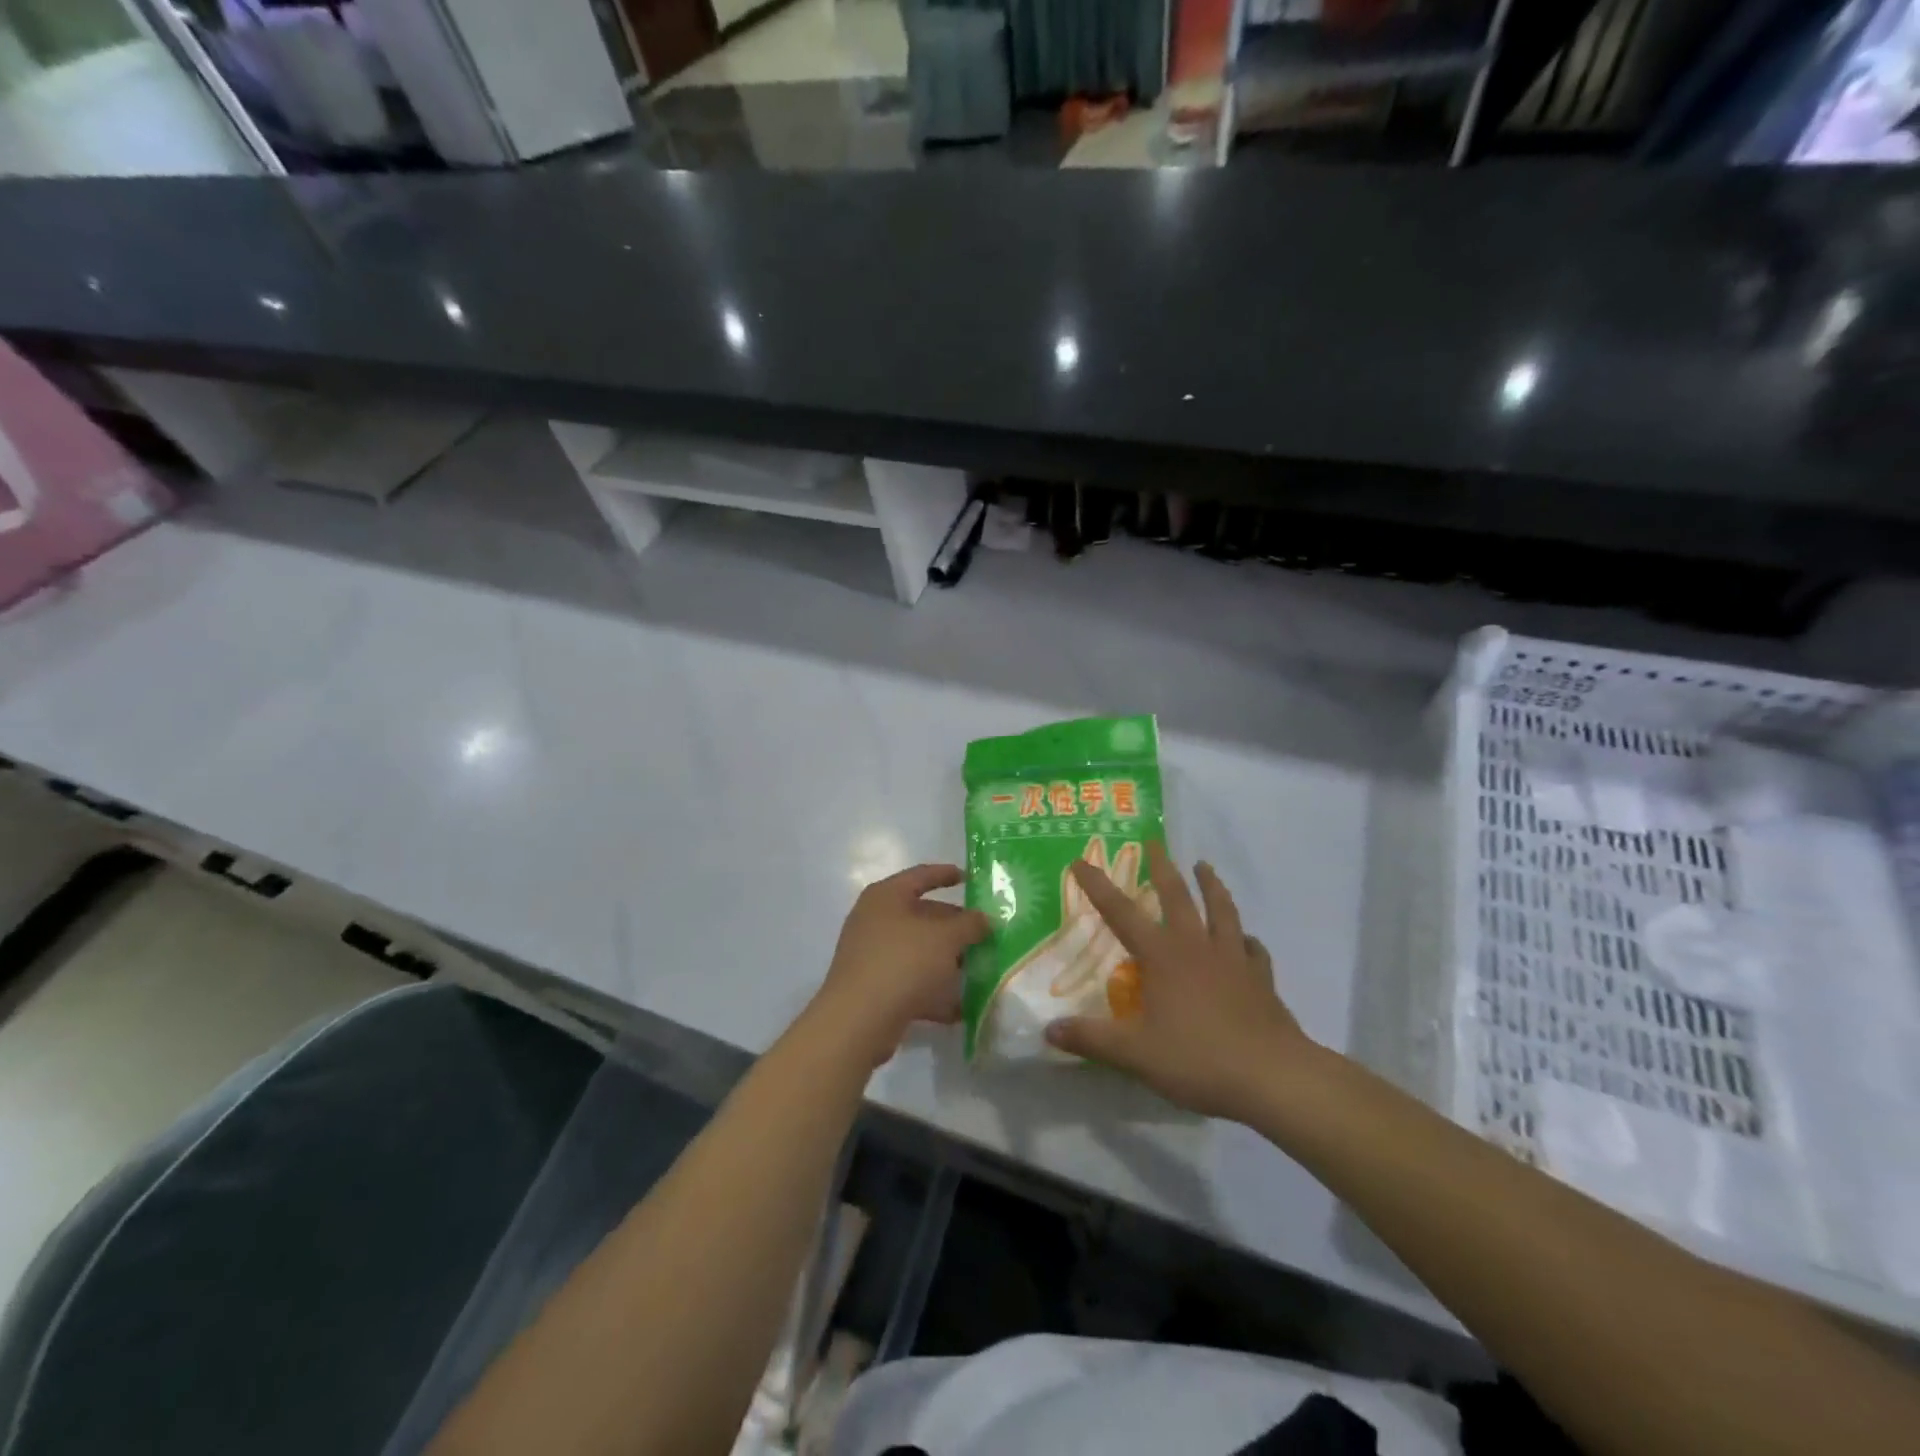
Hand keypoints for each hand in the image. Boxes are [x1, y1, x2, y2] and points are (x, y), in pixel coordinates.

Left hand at [809, 863, 990, 1066]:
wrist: (858, 1020)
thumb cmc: (903, 962)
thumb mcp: (946, 938)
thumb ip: (970, 924)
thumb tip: (984, 919)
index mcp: (886, 896)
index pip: (921, 875)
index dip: (946, 874)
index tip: (970, 879)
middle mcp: (874, 920)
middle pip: (921, 915)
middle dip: (954, 926)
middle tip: (983, 934)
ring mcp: (871, 954)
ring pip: (917, 950)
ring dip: (946, 960)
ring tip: (977, 970)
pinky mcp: (873, 987)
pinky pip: (910, 981)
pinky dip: (933, 990)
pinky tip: (959, 1006)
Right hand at [1044, 844, 1317, 1120]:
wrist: (1272, 1076)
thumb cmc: (1198, 1059)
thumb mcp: (1135, 1053)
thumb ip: (1091, 1039)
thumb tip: (1048, 1030)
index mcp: (1162, 956)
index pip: (1121, 913)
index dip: (1098, 886)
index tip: (1081, 861)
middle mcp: (1196, 947)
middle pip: (1177, 896)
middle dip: (1162, 867)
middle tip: (1154, 843)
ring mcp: (1233, 959)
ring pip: (1222, 910)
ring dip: (1211, 885)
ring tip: (1204, 866)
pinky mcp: (1261, 979)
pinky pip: (1252, 949)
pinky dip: (1246, 939)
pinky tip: (1246, 939)